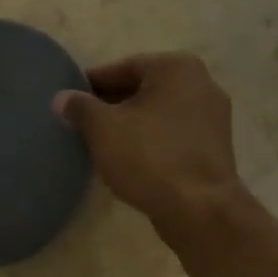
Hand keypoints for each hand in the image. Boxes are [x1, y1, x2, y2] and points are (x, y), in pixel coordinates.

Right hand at [54, 53, 244, 233]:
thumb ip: (79, 107)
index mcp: (176, 67)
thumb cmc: (149, 156)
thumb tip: (62, 97)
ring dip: (131, 123)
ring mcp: (213, 116)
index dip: (91, 84)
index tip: (70, 101)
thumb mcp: (103, 128)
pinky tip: (129, 158)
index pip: (122, 68)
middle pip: (143, 88)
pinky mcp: (215, 147)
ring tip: (101, 142)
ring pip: (158, 113)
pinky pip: (173, 134)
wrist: (200, 209)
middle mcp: (202, 83)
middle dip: (112, 104)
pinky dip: (151, 140)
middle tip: (82, 122)